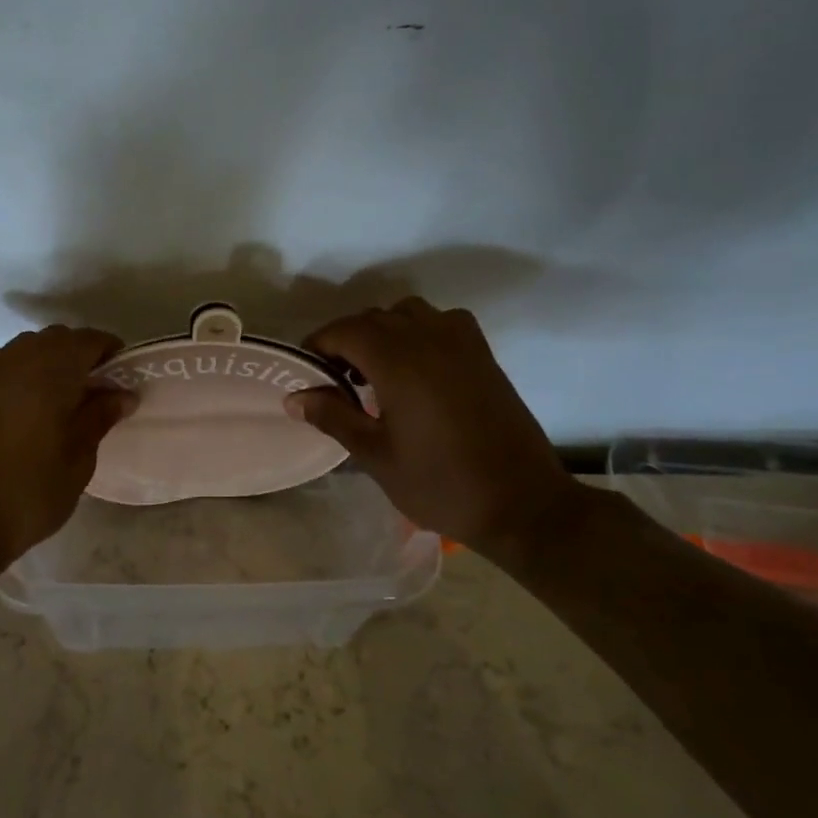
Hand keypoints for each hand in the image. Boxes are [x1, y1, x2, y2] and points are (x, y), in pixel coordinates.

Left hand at [0, 326, 134, 569]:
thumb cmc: (30, 494)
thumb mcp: (78, 460)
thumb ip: (99, 418)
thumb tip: (123, 394)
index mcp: (52, 370)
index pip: (89, 341)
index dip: (110, 353)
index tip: (123, 379)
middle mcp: (17, 358)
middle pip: (56, 339)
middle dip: (79, 357)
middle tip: (94, 394)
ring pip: (23, 347)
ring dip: (44, 360)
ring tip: (55, 397)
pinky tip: (5, 388)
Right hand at [287, 299, 585, 555]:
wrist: (522, 504)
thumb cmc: (441, 484)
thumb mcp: (376, 456)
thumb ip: (333, 417)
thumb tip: (294, 397)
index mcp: (398, 362)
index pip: (344, 331)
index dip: (318, 346)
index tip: (305, 373)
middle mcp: (429, 339)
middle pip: (373, 318)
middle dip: (345, 340)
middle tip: (332, 379)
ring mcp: (462, 343)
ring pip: (407, 313)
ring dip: (382, 331)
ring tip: (373, 370)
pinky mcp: (483, 355)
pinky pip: (442, 322)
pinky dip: (419, 330)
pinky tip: (416, 366)